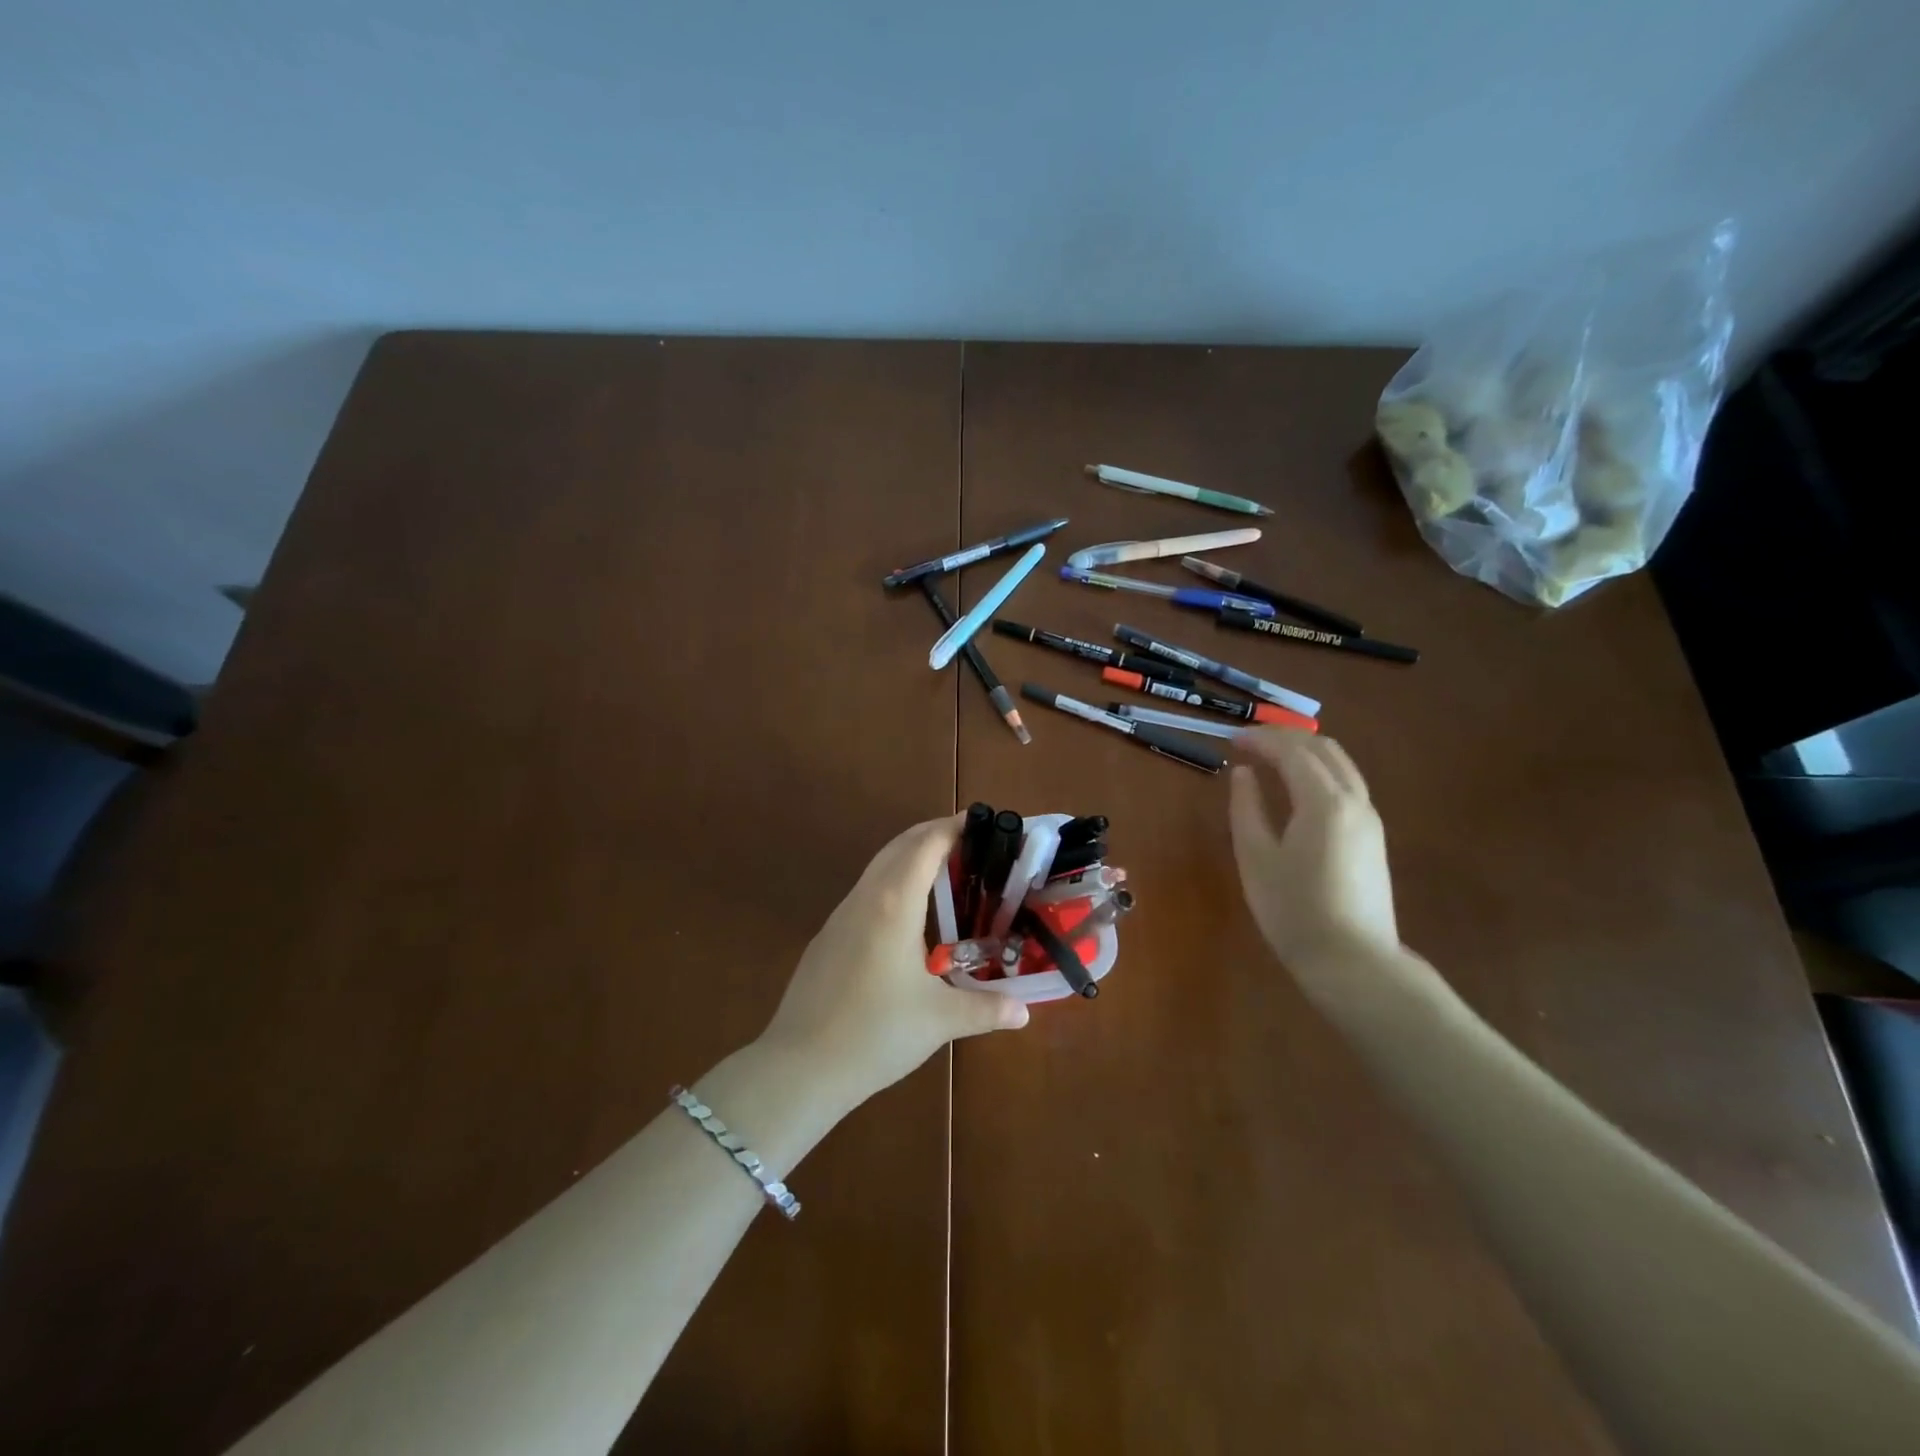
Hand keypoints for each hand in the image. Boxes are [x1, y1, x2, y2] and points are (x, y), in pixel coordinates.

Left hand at [759, 815, 1028, 1108]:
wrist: (800, 1066)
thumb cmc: (875, 1034)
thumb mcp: (939, 1021)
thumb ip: (986, 1010)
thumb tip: (1023, 1012)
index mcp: (895, 904)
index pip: (926, 844)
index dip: (954, 827)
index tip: (982, 822)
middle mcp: (866, 897)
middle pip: (900, 845)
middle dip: (934, 834)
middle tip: (972, 842)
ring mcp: (841, 915)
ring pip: (879, 866)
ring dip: (911, 856)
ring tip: (946, 872)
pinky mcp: (828, 936)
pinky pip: (866, 891)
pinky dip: (893, 881)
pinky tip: (909, 915)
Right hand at [1229, 731, 1399, 971]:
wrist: (1353, 960)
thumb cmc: (1293, 909)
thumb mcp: (1256, 857)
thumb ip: (1247, 808)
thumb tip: (1243, 773)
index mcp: (1324, 801)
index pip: (1292, 751)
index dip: (1260, 739)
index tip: (1230, 740)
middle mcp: (1354, 800)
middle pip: (1323, 749)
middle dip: (1284, 738)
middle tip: (1248, 743)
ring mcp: (1369, 819)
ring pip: (1340, 765)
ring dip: (1304, 752)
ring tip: (1269, 759)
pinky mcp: (1372, 837)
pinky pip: (1346, 785)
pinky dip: (1318, 772)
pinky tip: (1296, 788)